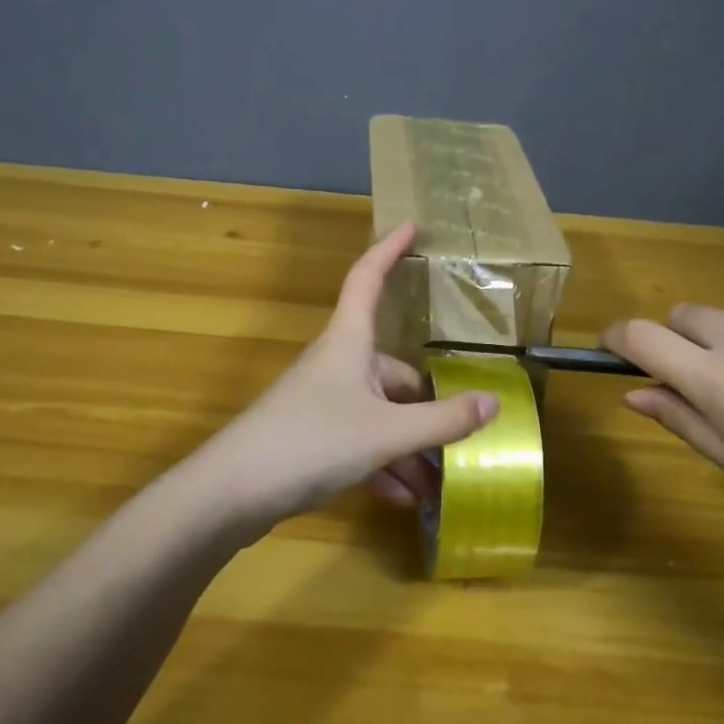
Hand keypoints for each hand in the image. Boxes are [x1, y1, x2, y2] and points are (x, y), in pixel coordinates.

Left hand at [186, 222, 497, 535]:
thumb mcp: (388, 432)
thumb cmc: (313, 442)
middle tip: (461, 437)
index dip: (389, 249)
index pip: (368, 278)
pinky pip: (359, 441)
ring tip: (435, 486)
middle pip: (393, 370)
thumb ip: (443, 420)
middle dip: (427, 407)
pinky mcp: (310, 437)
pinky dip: (382, 464)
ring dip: (408, 446)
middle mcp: (337, 364)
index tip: (413, 225)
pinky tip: (400, 498)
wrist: (231, 494)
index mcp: (350, 342)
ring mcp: (321, 401)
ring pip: (379, 413)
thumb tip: (493, 402)